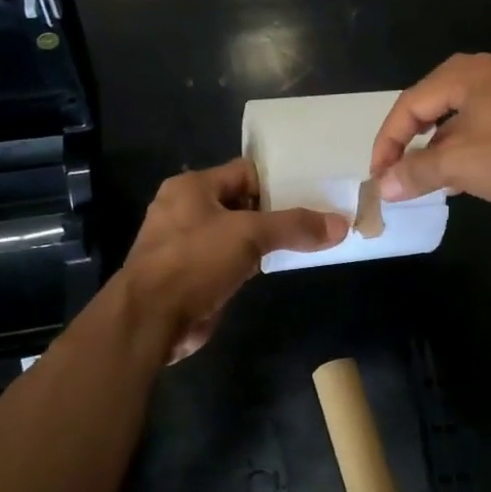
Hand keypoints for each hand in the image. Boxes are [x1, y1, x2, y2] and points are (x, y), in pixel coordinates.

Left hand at [123, 157, 346, 361]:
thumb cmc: (194, 261)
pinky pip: (230, 260)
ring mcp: (187, 245)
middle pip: (242, 202)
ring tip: (307, 239)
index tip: (314, 188)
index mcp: (192, 187)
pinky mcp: (193, 275)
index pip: (246, 172)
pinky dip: (252, 262)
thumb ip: (294, 226)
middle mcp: (186, 209)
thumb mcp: (249, 235)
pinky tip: (278, 265)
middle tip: (318, 215)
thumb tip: (341, 225)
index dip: (279, 179)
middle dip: (277, 211)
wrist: (150, 319)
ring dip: (265, 239)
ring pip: (237, 233)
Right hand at [368, 54, 490, 220]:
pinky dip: (461, 155)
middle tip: (396, 174)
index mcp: (464, 75)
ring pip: (455, 123)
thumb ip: (415, 171)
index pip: (409, 104)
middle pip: (430, 109)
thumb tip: (383, 186)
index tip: (378, 175)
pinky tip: (458, 182)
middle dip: (409, 145)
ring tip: (423, 183)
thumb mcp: (458, 164)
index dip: (387, 141)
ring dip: (435, 153)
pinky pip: (479, 134)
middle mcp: (484, 77)